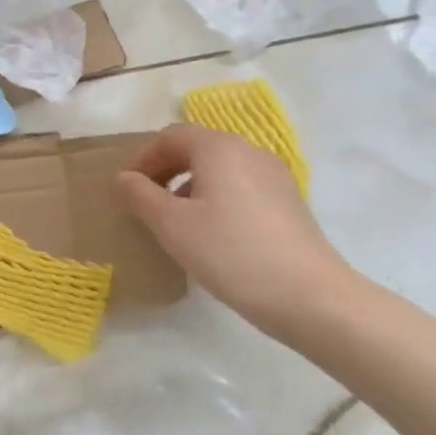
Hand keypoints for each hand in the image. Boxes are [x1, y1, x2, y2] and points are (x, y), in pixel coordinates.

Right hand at [113, 123, 353, 339]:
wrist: (311, 297)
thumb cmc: (231, 252)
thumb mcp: (172, 225)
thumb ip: (140, 195)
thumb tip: (124, 179)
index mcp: (218, 147)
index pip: (169, 137)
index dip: (142, 159)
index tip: (125, 189)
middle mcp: (248, 150)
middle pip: (196, 147)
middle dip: (165, 169)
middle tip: (144, 201)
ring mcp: (274, 175)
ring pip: (219, 168)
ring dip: (189, 184)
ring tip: (175, 220)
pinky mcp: (289, 201)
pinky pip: (241, 186)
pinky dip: (216, 197)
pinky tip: (212, 232)